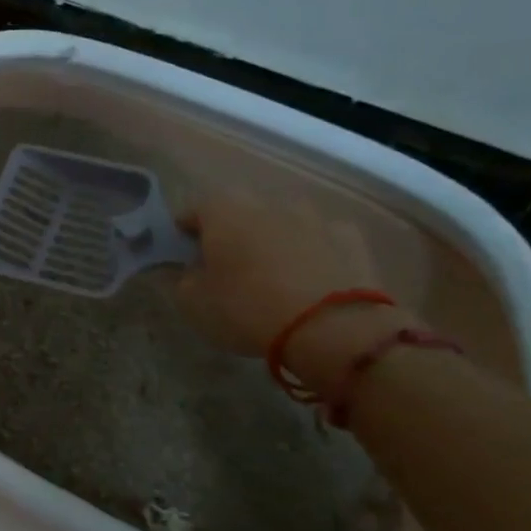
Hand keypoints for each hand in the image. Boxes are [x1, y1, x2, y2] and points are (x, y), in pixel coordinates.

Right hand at [177, 189, 387, 355]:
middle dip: (231, 232)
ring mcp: (312, 216)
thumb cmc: (247, 309)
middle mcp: (266, 202)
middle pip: (239, 212)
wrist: (332, 327)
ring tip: (272, 273)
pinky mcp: (349, 236)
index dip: (184, 233)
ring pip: (282, 221)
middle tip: (226, 265)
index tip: (184, 257)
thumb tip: (186, 270)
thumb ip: (181, 279)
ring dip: (273, 238)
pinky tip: (311, 278)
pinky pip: (321, 238)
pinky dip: (313, 251)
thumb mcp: (193, 303)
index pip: (192, 211)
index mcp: (222, 211)